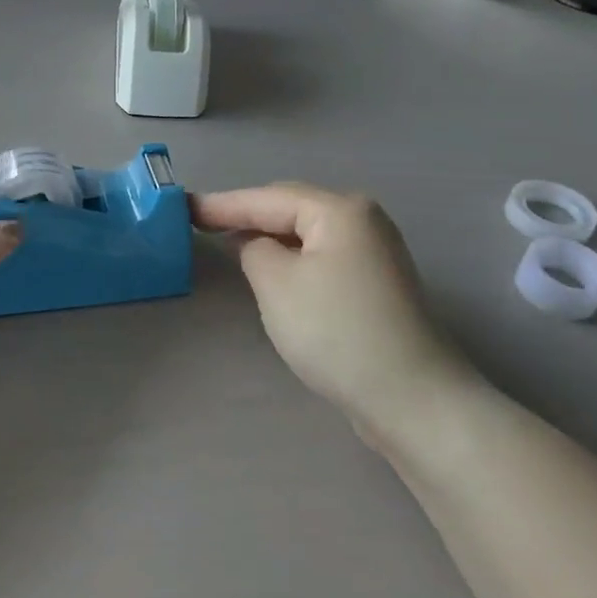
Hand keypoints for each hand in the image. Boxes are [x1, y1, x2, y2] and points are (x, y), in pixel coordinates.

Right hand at [193, 183, 470, 445]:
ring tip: (228, 240)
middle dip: (246, 215)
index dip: (222, 204)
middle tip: (201, 222)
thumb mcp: (276, 284)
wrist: (412, 399)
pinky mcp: (377, 283)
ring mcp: (375, 251)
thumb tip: (254, 244)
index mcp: (340, 210)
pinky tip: (272, 269)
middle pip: (290, 208)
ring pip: (306, 233)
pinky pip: (321, 256)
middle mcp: (363, 219)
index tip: (183, 207)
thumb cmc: (336, 332)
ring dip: (269, 237)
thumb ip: (253, 249)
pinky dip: (292, 258)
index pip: (267, 198)